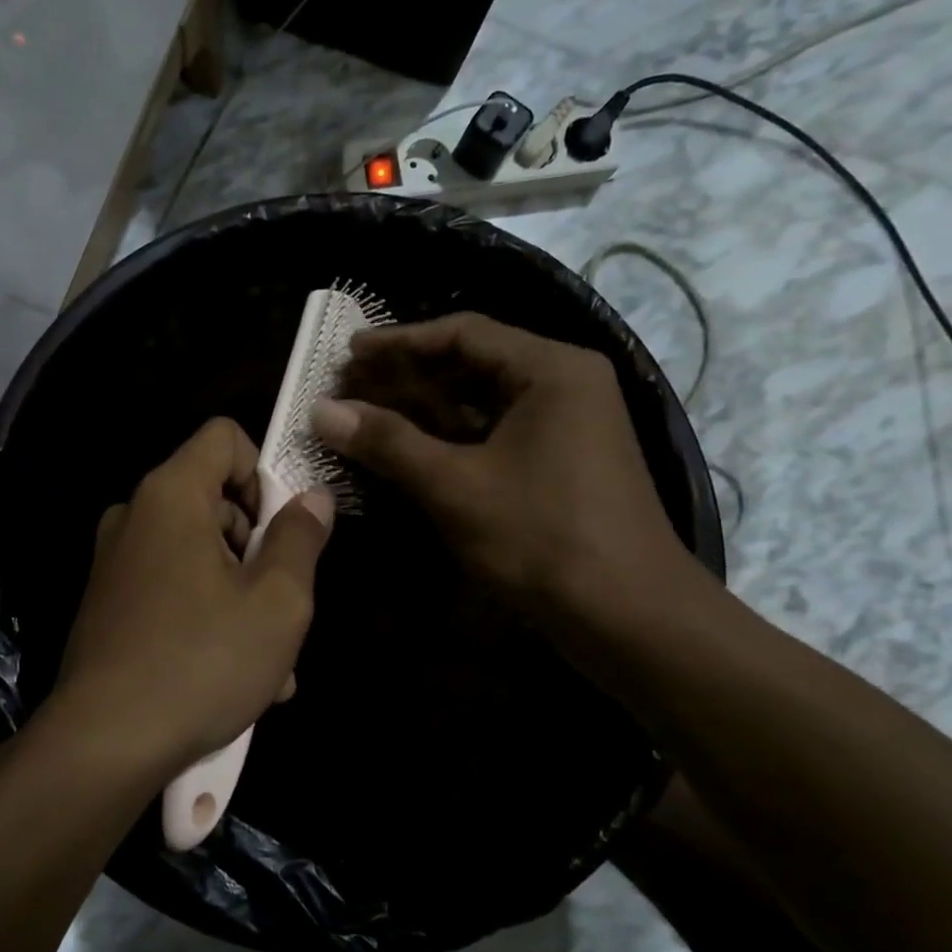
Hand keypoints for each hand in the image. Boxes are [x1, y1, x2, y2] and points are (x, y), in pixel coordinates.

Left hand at [53, 417, 334, 777]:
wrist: (103, 744)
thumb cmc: (202, 661)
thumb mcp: (276, 602)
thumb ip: (300, 538)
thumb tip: (314, 497)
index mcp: (170, 495)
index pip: (223, 437)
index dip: (263, 470)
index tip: (282, 529)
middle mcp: (134, 516)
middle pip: (214, 500)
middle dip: (258, 548)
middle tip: (284, 608)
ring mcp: (116, 562)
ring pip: (199, 555)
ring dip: (242, 595)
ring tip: (271, 663)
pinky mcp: (108, 604)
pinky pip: (172, 588)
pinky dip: (207, 615)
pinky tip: (233, 675)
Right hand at [312, 312, 701, 627]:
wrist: (630, 618)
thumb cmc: (543, 538)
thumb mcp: (455, 486)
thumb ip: (387, 442)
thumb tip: (321, 410)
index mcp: (551, 369)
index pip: (463, 333)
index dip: (399, 341)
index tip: (348, 354)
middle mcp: (563, 384)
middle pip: (471, 364)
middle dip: (406, 377)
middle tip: (348, 389)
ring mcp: (566, 425)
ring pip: (480, 402)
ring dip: (423, 410)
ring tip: (366, 418)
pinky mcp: (559, 462)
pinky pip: (493, 434)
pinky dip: (448, 439)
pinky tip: (406, 451)